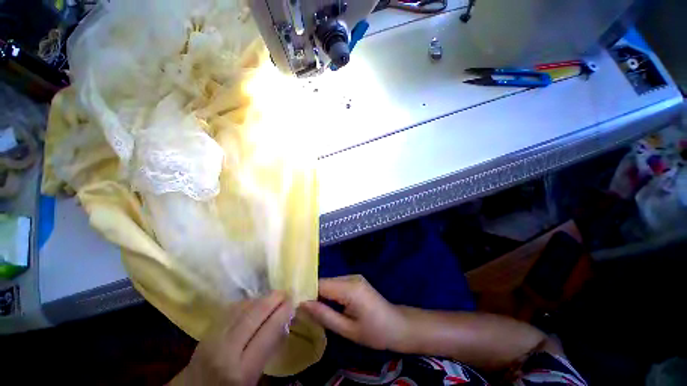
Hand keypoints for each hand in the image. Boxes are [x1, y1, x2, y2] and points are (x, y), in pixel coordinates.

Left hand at [173, 292, 292, 385]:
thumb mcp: (253, 380)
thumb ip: (268, 352)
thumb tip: (283, 324)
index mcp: (241, 371)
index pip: (268, 332)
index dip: (283, 313)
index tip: (293, 302)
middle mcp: (226, 350)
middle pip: (254, 314)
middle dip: (273, 299)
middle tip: (286, 292)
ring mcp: (213, 337)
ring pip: (242, 308)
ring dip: (261, 298)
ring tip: (274, 295)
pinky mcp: (206, 330)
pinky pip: (230, 309)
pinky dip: (246, 302)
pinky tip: (255, 301)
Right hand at [300, 275, 406, 350]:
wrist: (398, 326)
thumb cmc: (374, 332)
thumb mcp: (347, 330)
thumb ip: (324, 315)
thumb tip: (302, 304)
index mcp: (349, 288)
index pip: (320, 284)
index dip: (306, 293)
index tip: (294, 305)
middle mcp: (351, 277)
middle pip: (324, 282)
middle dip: (312, 294)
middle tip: (301, 311)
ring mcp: (354, 277)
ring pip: (330, 282)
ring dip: (320, 294)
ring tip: (313, 310)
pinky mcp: (356, 280)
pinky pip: (337, 284)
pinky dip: (329, 293)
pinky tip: (327, 305)